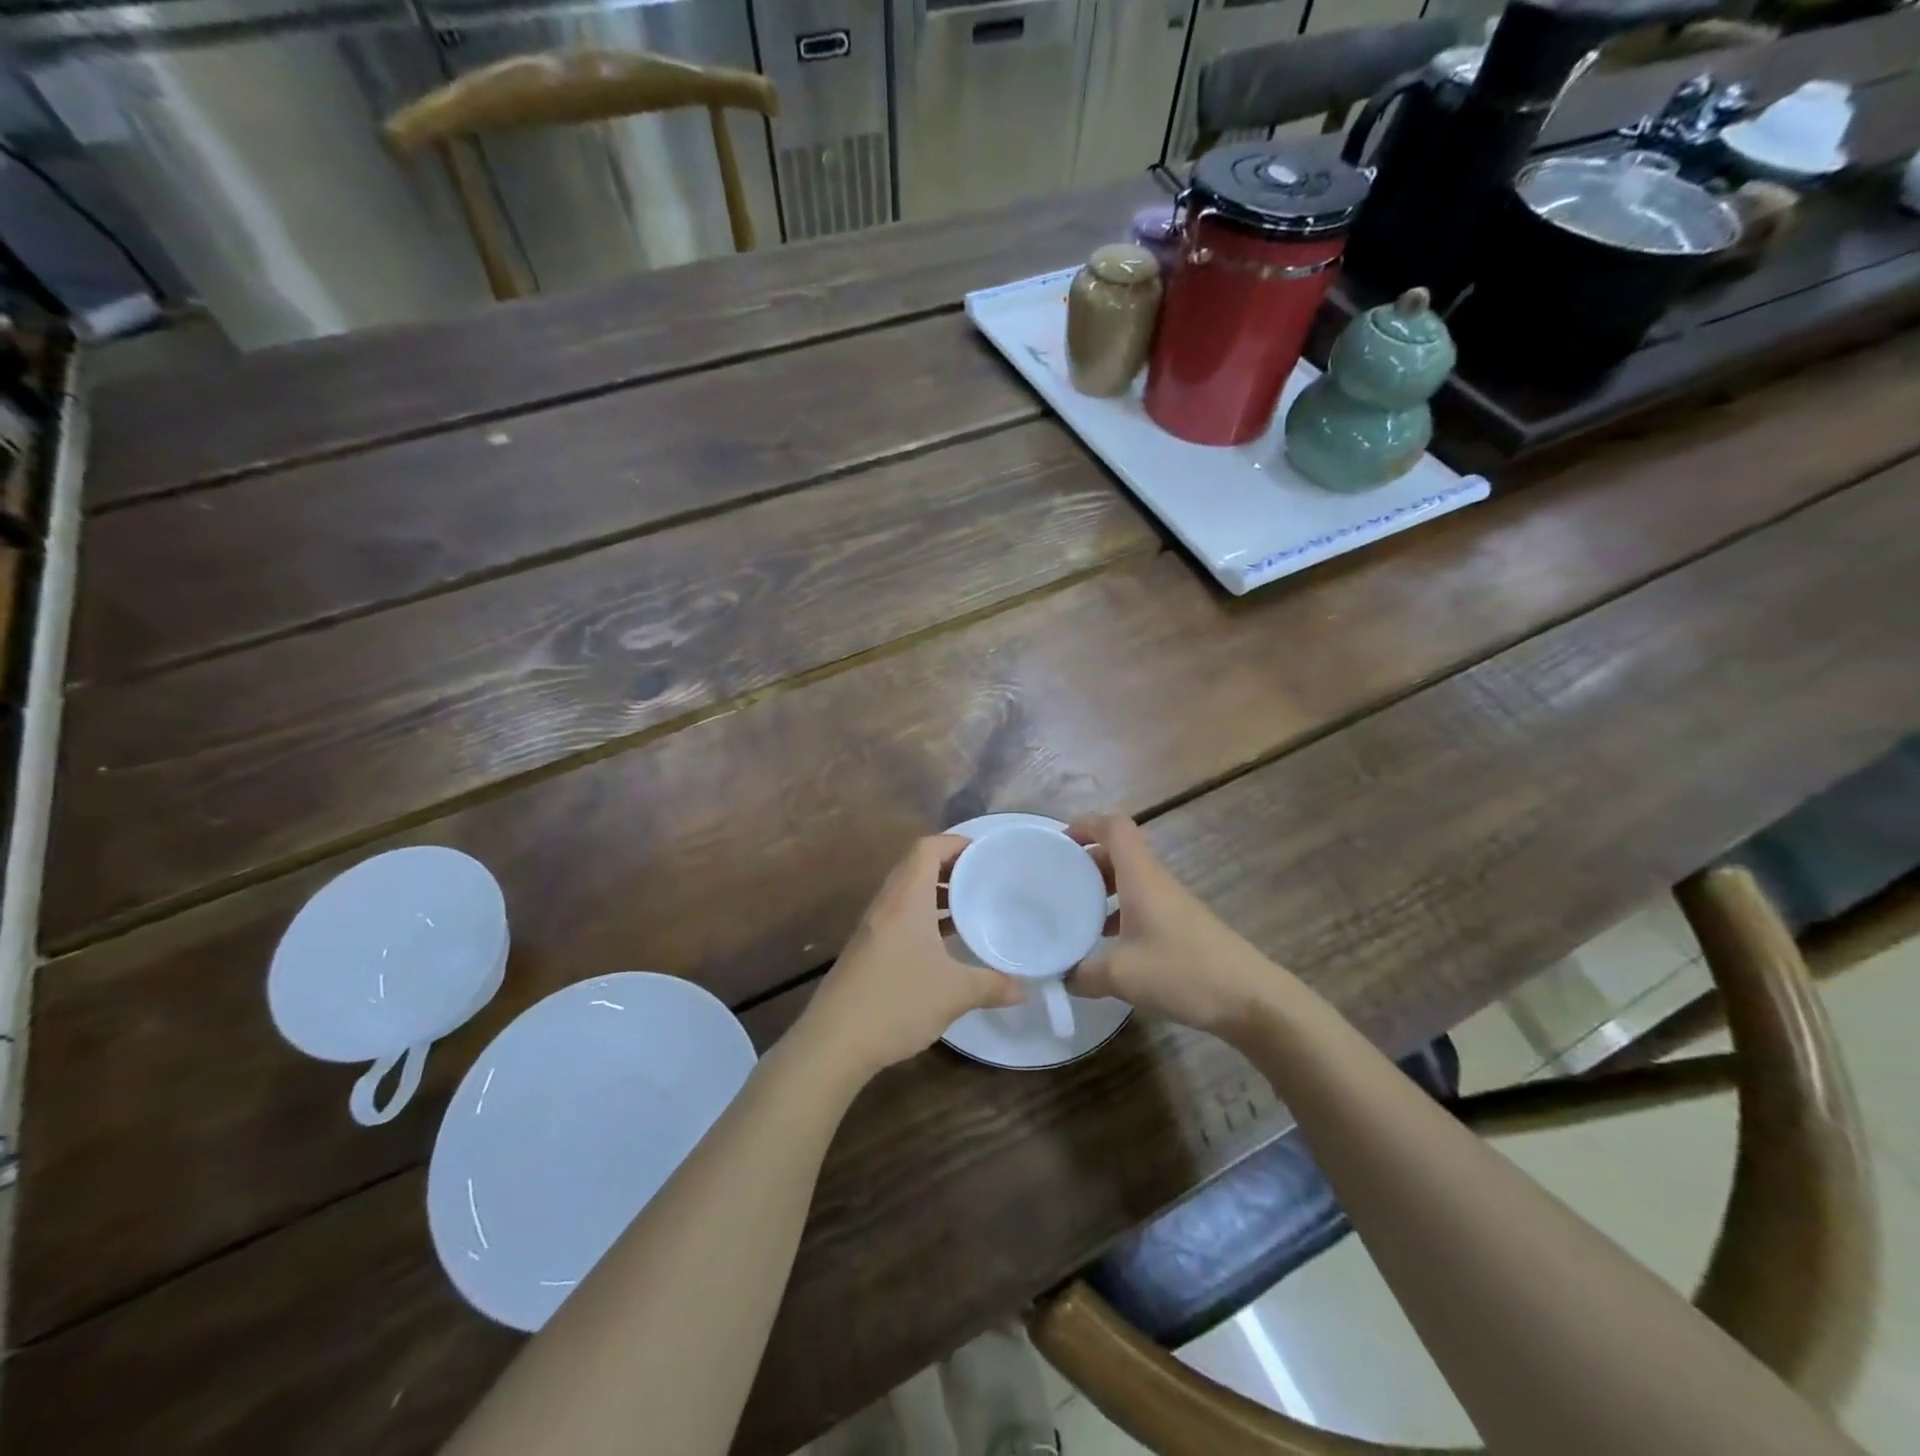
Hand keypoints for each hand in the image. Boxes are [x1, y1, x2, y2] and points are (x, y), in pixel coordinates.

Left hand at [800, 835, 1023, 1077]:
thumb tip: (1024, 989)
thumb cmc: (897, 1002)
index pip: (926, 848)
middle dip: (949, 866)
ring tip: (969, 906)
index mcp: (906, 900)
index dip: (954, 842)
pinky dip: (923, 917)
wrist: (834, 1041)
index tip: (984, 853)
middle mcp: (887, 905)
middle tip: (983, 877)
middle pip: (915, 866)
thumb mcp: (954, 993)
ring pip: (906, 893)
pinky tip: (944, 943)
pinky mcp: (868, 950)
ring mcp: (873, 928)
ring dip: (935, 893)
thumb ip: (993, 985)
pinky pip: (899, 917)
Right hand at [1065, 813, 1281, 1038]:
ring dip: (1102, 888)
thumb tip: (1060, 976)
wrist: (1251, 999)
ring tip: (1075, 912)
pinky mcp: (1181, 926)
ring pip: (1130, 879)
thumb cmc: (1183, 972)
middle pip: (1118, 851)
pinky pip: (1141, 904)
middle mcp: (1156, 881)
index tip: (1058, 843)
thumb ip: (1082, 974)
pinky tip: (1106, 943)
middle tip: (1057, 881)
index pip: (1114, 826)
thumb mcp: (1121, 976)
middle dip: (1086, 859)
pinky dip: (1119, 912)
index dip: (1085, 823)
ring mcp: (1171, 903)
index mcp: (1141, 876)